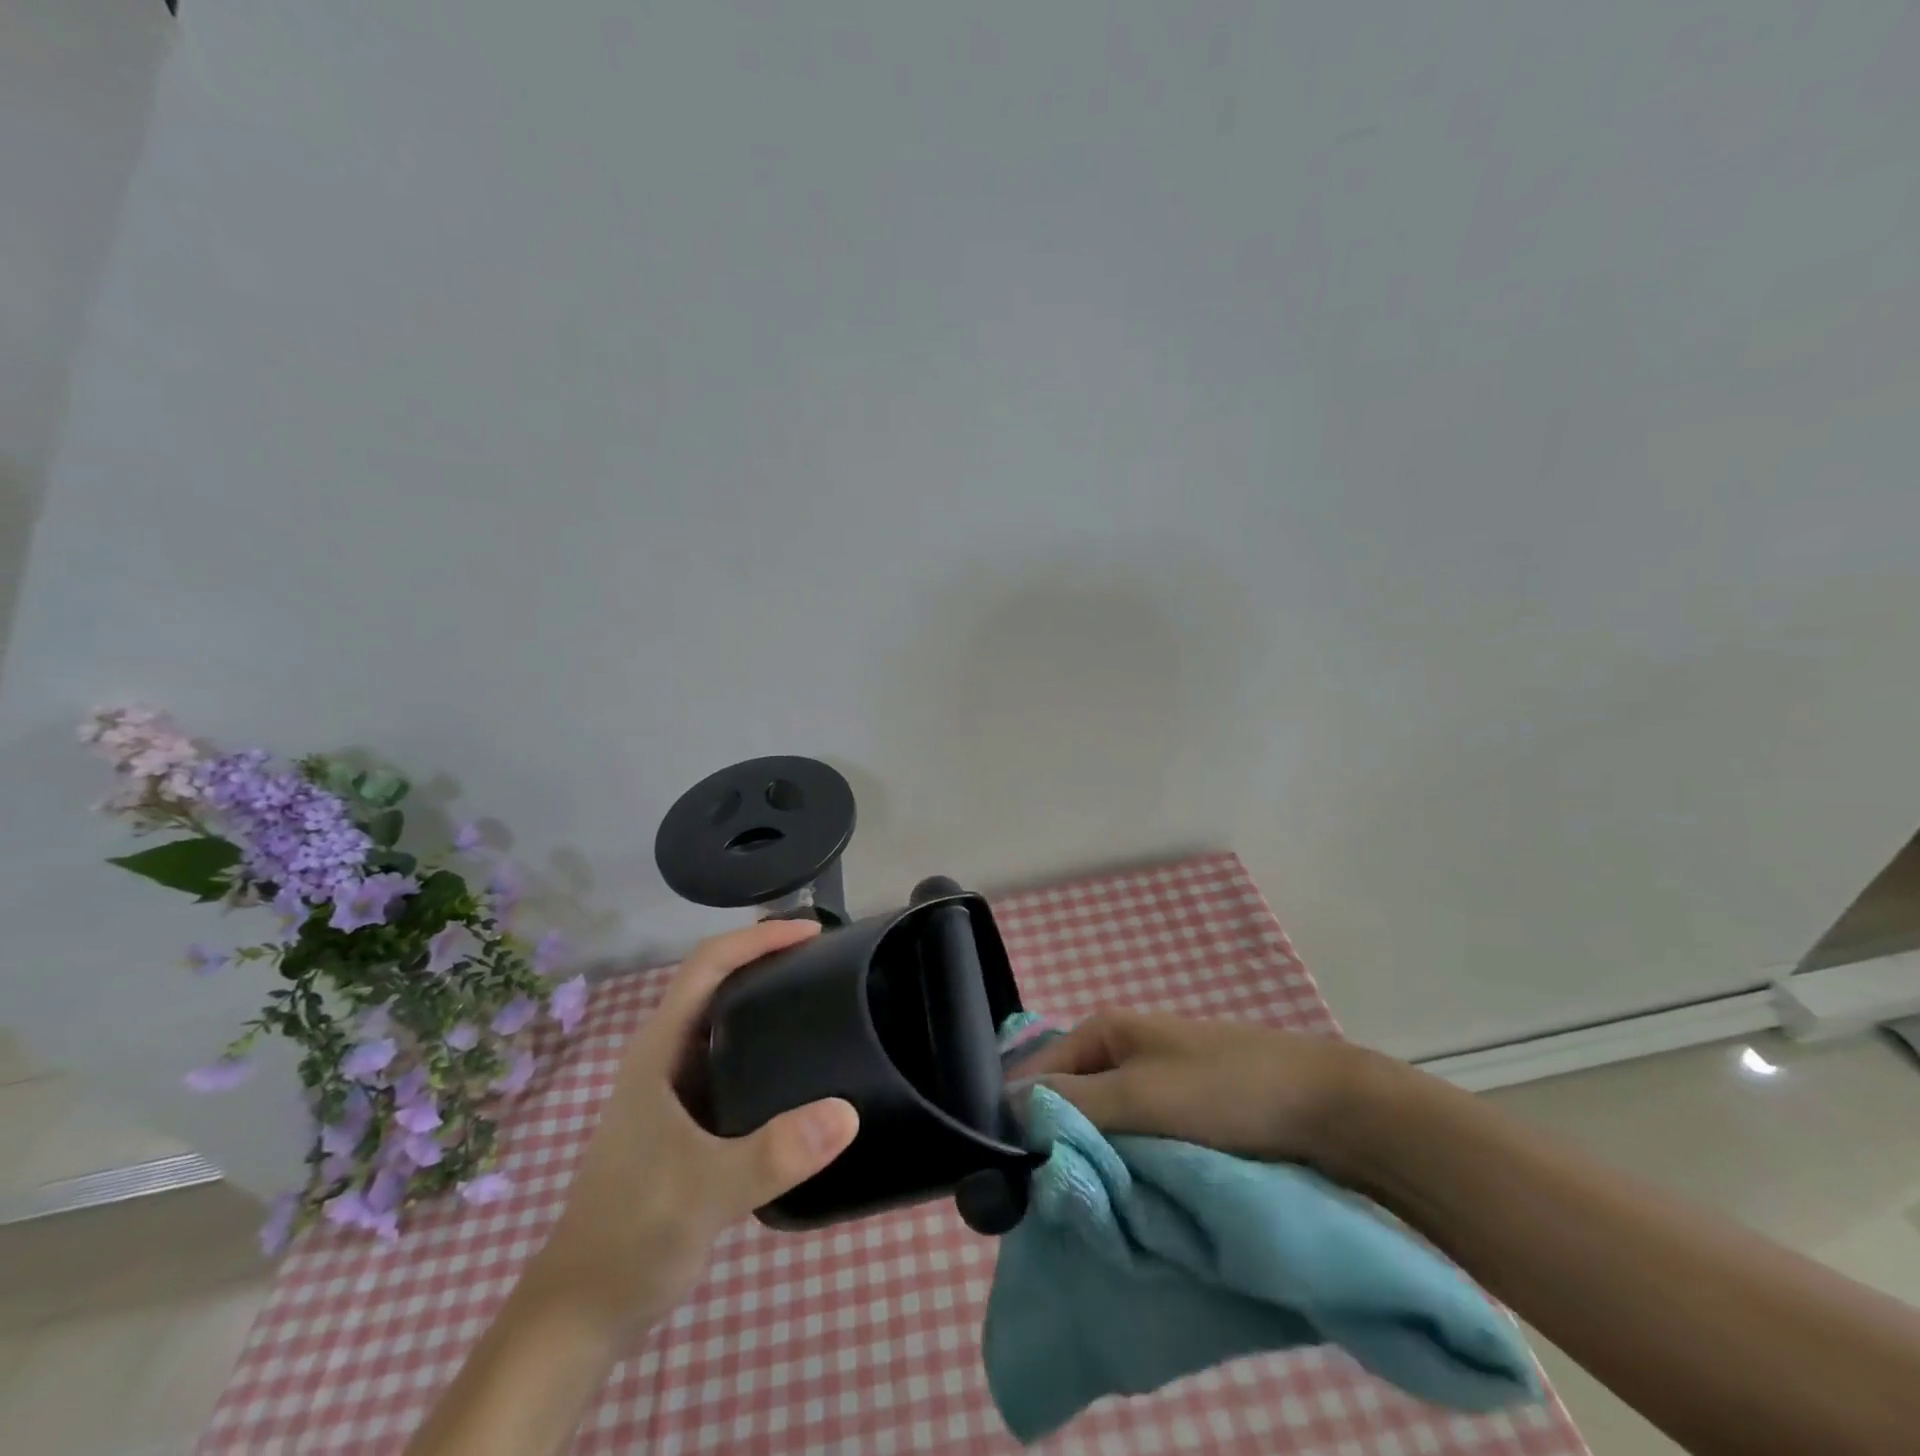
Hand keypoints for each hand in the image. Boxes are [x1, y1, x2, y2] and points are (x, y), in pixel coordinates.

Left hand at [534, 919, 859, 1340]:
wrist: (582, 1312)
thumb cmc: (632, 1236)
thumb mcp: (705, 1192)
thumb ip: (773, 1154)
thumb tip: (848, 1113)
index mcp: (659, 1050)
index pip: (708, 966)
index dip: (758, 939)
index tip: (812, 933)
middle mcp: (664, 1057)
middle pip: (718, 982)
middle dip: (769, 958)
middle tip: (830, 959)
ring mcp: (673, 1088)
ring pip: (725, 1021)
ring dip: (768, 998)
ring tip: (825, 997)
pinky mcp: (686, 1119)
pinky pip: (732, 1059)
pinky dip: (766, 1043)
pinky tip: (800, 1065)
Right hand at [1013, 1010, 1382, 1167]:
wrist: (1325, 1106)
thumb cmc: (1224, 1092)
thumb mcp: (1139, 1097)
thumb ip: (1072, 1101)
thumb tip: (1006, 1107)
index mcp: (1104, 1029)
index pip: (1038, 1073)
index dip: (1025, 1121)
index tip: (1018, 1179)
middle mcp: (1122, 1047)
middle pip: (1069, 1097)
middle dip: (1060, 1142)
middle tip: (1055, 1198)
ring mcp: (1154, 1076)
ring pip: (1104, 1121)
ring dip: (1095, 1156)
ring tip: (1088, 1202)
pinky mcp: (1182, 1106)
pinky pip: (1136, 1134)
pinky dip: (1127, 1160)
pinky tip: (1125, 1191)